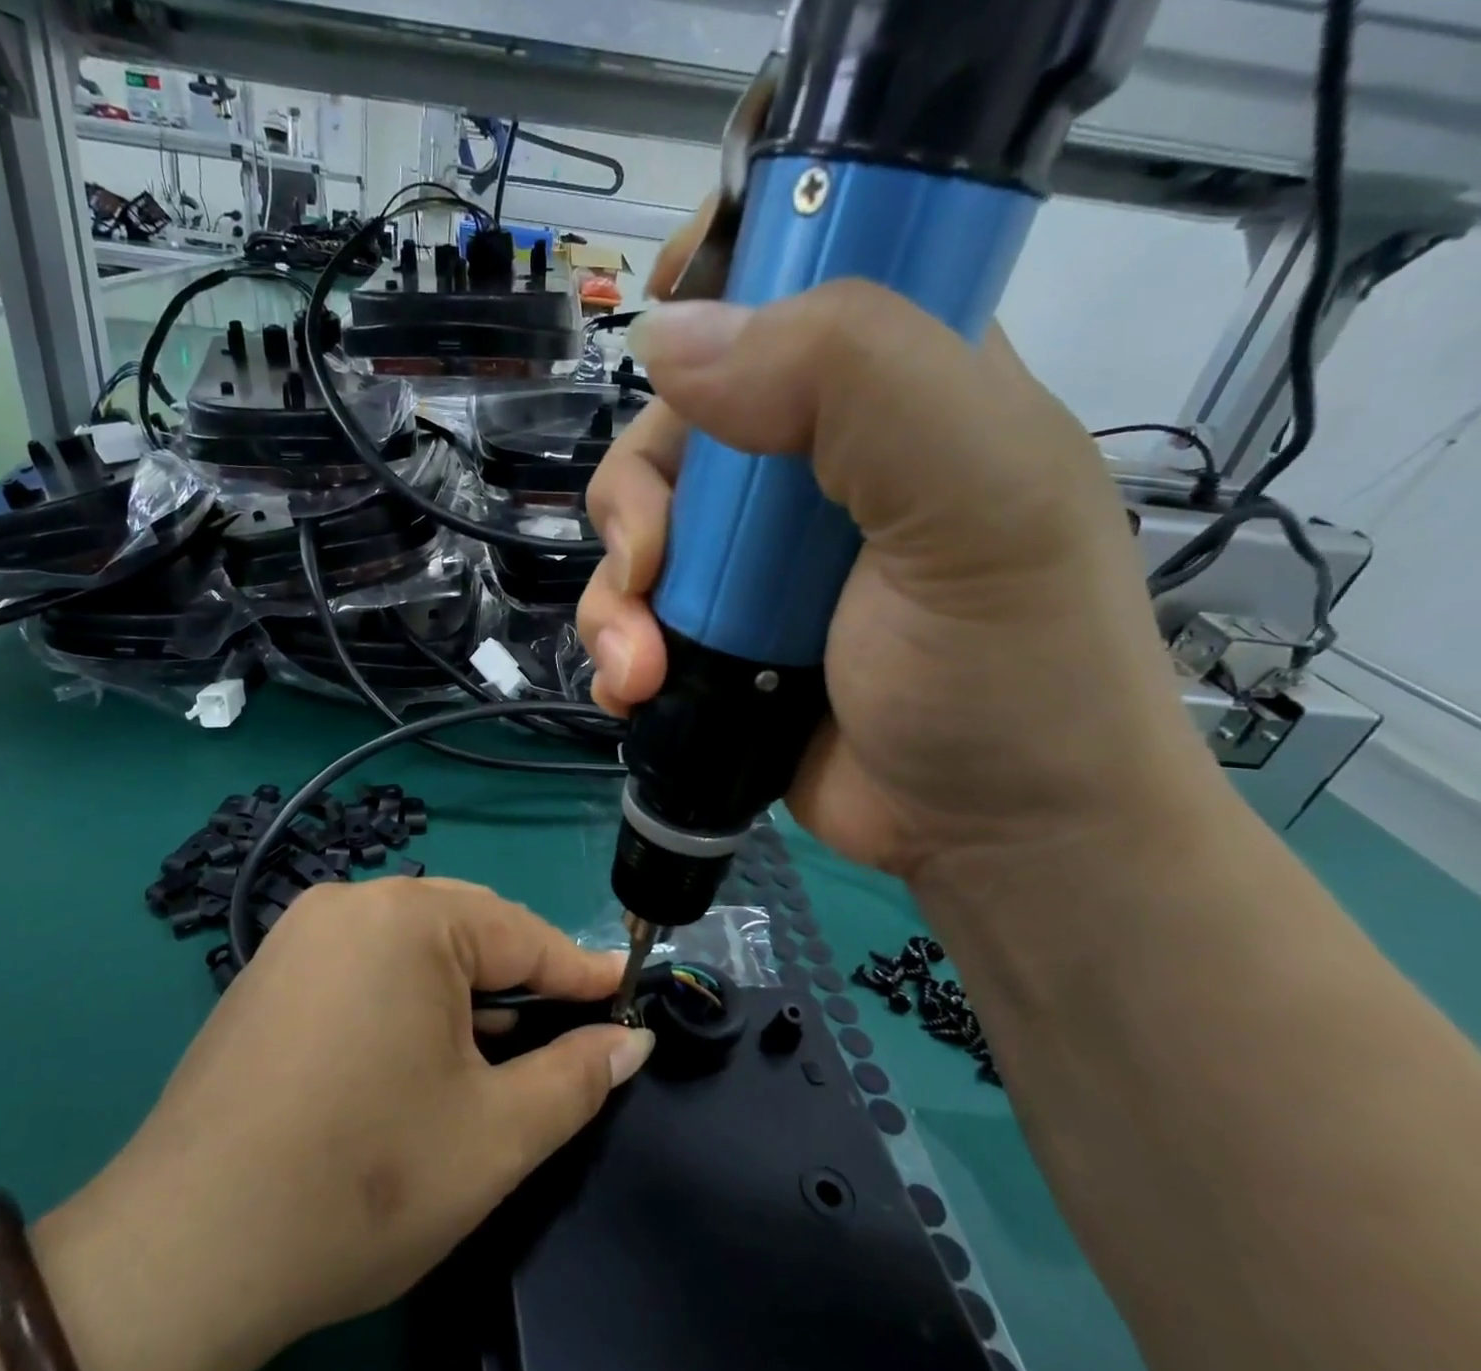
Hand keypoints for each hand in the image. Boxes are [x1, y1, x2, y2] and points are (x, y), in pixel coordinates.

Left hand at [46, 878, 653, 1370]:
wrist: (185, 1252)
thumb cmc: (363, 1183)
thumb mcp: (495, 1134)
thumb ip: (577, 1076)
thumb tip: (632, 1041)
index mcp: (407, 918)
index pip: (522, 934)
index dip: (580, 971)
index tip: (626, 991)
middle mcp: (351, 902)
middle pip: (467, 927)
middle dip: (522, 977)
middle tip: (567, 1026)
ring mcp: (301, 932)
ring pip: (415, 944)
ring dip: (466, 987)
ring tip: (502, 1043)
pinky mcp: (271, 969)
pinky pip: (367, 961)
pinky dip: (410, 993)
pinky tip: (423, 1046)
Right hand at [580, 227, 1226, 882]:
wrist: (986, 835)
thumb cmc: (1008, 666)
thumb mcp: (973, 498)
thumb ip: (848, 380)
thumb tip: (666, 337)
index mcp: (894, 390)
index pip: (787, 283)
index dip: (714, 285)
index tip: (659, 326)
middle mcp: (813, 465)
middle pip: (674, 429)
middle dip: (637, 503)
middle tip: (650, 571)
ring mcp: (754, 561)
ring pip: (633, 534)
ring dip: (613, 601)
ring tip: (640, 667)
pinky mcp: (718, 639)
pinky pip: (630, 617)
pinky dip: (614, 651)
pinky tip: (631, 689)